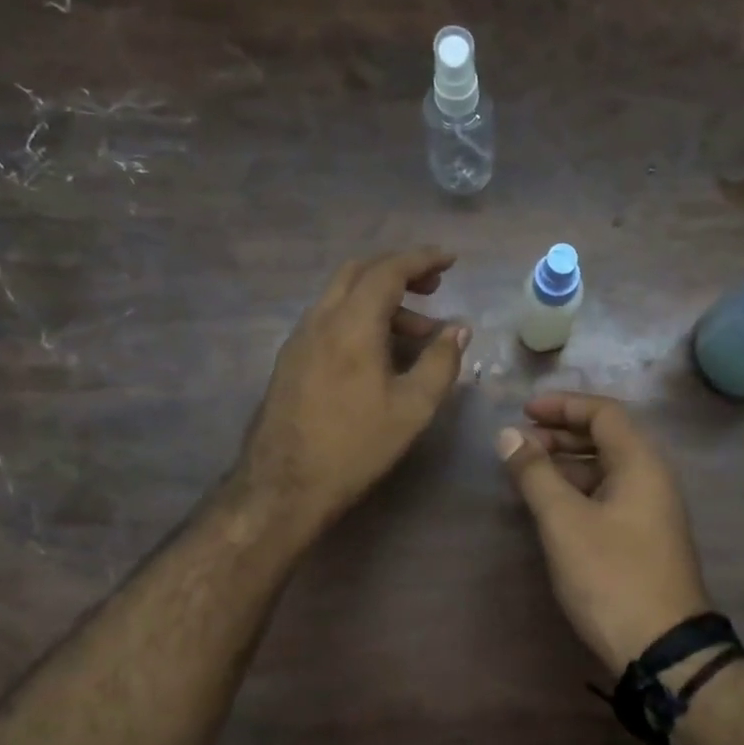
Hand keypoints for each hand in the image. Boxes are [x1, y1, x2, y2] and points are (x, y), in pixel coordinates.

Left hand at [240, 248, 469, 532]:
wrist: (285, 485)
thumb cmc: (355, 446)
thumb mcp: (412, 408)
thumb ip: (440, 362)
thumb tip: (458, 330)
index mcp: (352, 323)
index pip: (388, 270)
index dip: (422, 259)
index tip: (450, 260)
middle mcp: (320, 319)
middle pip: (359, 272)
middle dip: (399, 272)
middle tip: (433, 288)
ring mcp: (300, 338)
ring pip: (343, 297)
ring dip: (381, 300)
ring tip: (417, 333)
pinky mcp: (290, 360)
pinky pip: (330, 319)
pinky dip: (360, 318)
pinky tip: (378, 352)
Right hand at [498, 392, 711, 675]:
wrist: (660, 647)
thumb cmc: (610, 575)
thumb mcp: (564, 521)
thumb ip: (535, 474)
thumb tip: (508, 435)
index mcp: (641, 463)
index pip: (604, 413)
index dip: (563, 405)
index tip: (523, 411)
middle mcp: (652, 478)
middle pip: (606, 438)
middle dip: (560, 434)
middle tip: (519, 444)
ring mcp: (650, 510)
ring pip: (605, 469)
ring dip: (566, 464)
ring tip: (526, 473)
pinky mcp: (643, 538)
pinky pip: (608, 496)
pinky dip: (577, 490)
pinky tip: (550, 506)